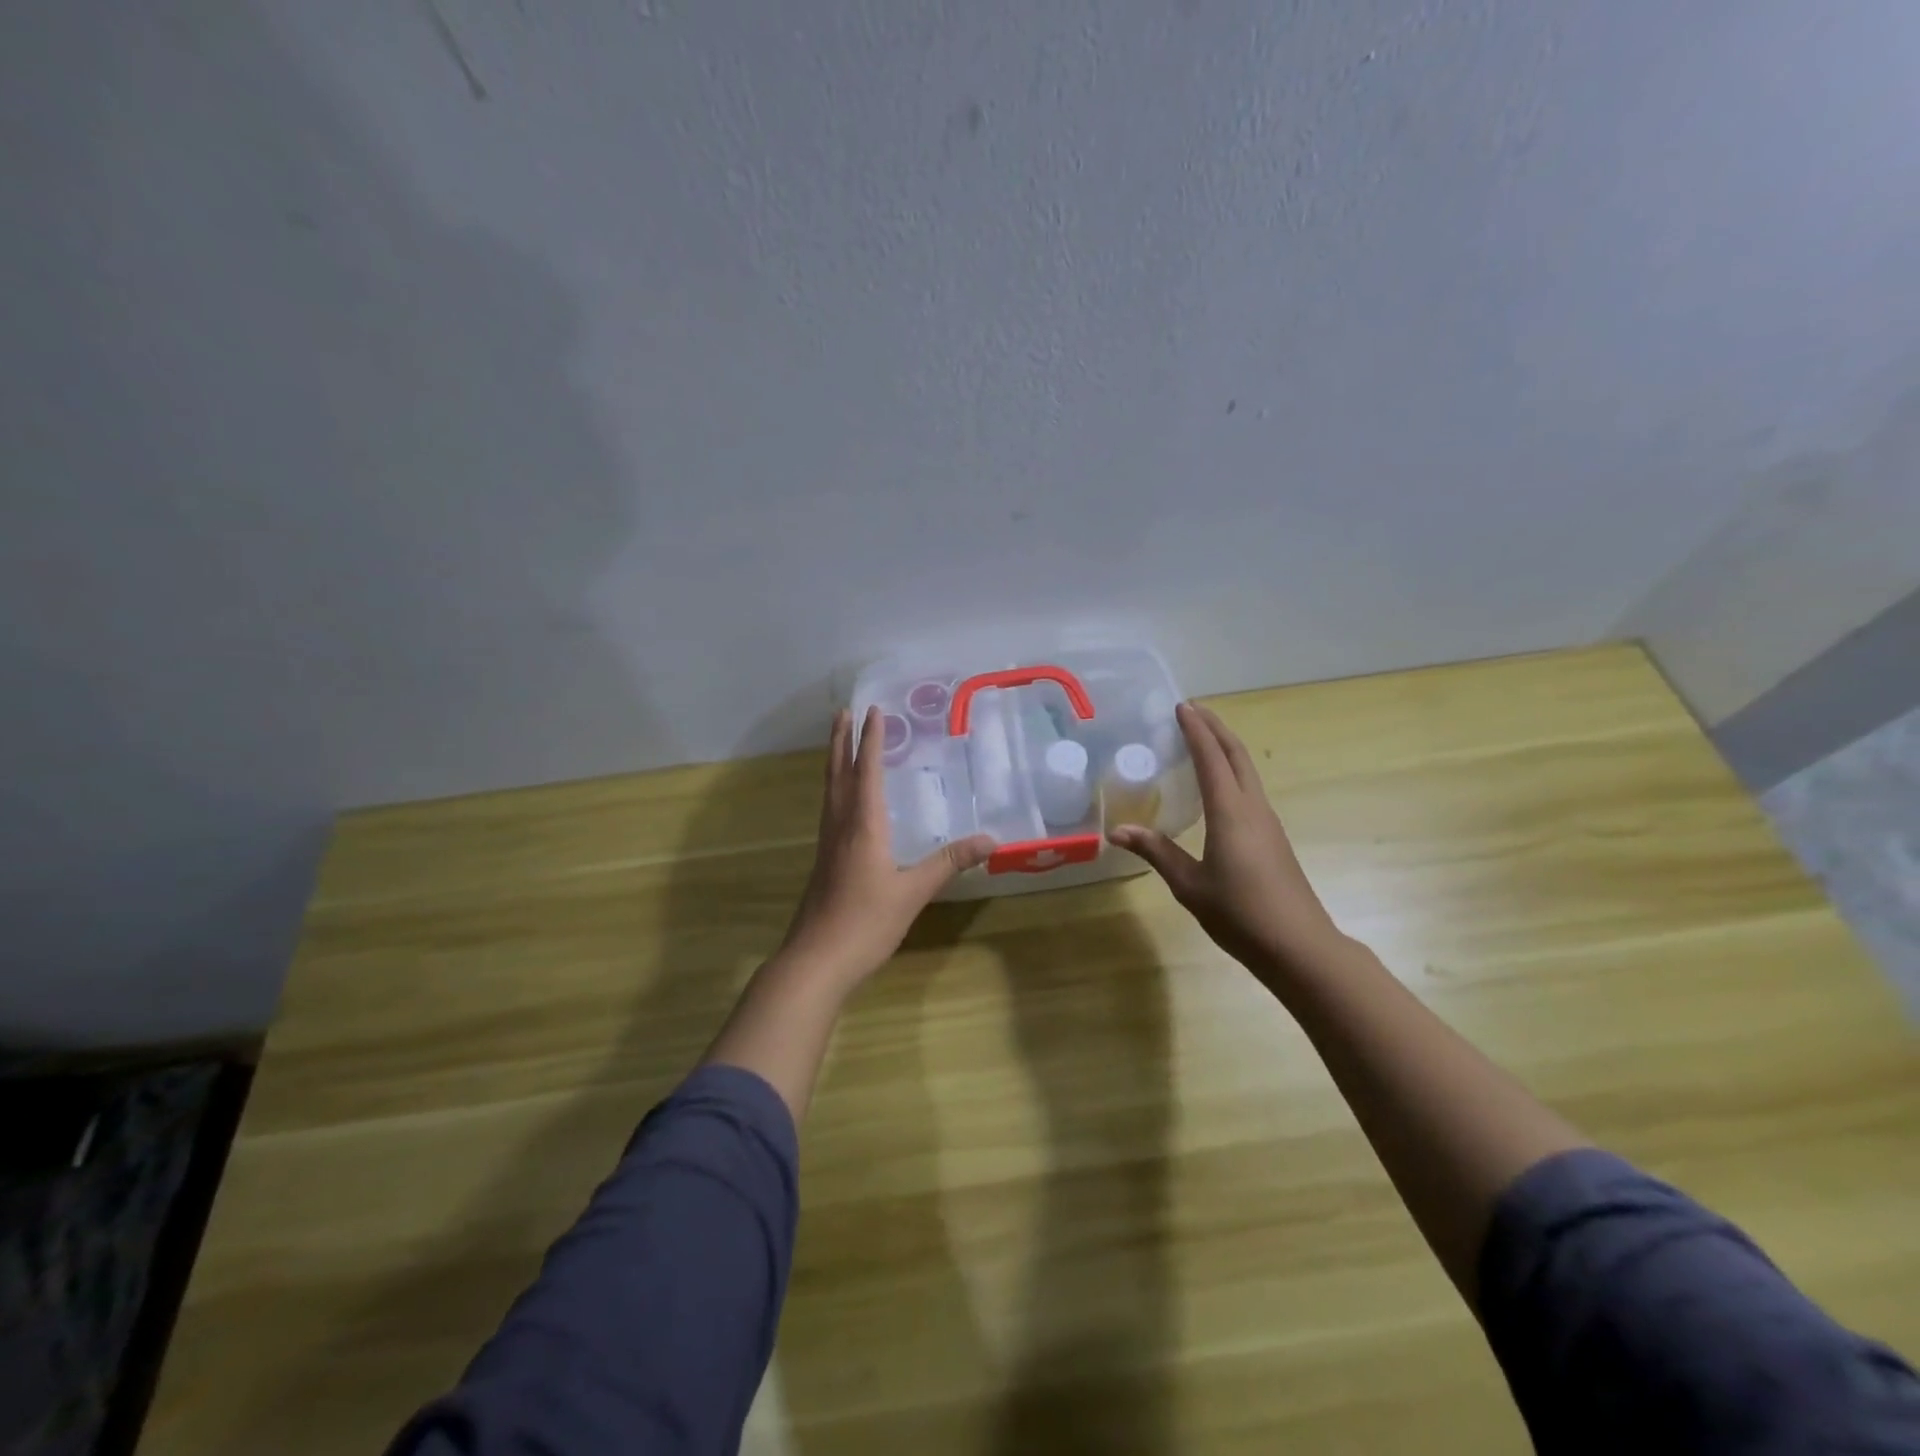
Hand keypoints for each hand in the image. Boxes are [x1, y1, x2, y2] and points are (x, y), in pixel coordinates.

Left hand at [777, 706, 993, 988]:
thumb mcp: (913, 892)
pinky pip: (830, 810)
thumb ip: (949, 862)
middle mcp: (840, 826)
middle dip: (841, 742)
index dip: (871, 740)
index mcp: (862, 825)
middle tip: (843, 712)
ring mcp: (827, 844)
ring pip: (829, 791)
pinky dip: (836, 789)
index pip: (867, 772)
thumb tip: (991, 839)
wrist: (816, 960)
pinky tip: (843, 801)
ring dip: (835, 762)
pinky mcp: (823, 861)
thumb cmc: (866, 922)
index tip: (873, 711)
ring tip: (839, 743)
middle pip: (838, 774)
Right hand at [1108, 702, 1344, 972]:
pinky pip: (1249, 789)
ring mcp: (1267, 822)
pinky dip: (1231, 771)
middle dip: (1215, 728)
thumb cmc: (1240, 914)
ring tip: (1201, 738)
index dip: (1196, 730)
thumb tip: (1118, 830)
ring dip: (1225, 748)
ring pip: (1246, 770)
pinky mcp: (1272, 837)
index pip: (1211, 758)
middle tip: (1192, 710)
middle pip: (1236, 755)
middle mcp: (1253, 808)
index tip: (1181, 706)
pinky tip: (1217, 785)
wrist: (1299, 946)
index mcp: (1231, 812)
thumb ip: (1156, 852)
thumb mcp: (1189, 885)